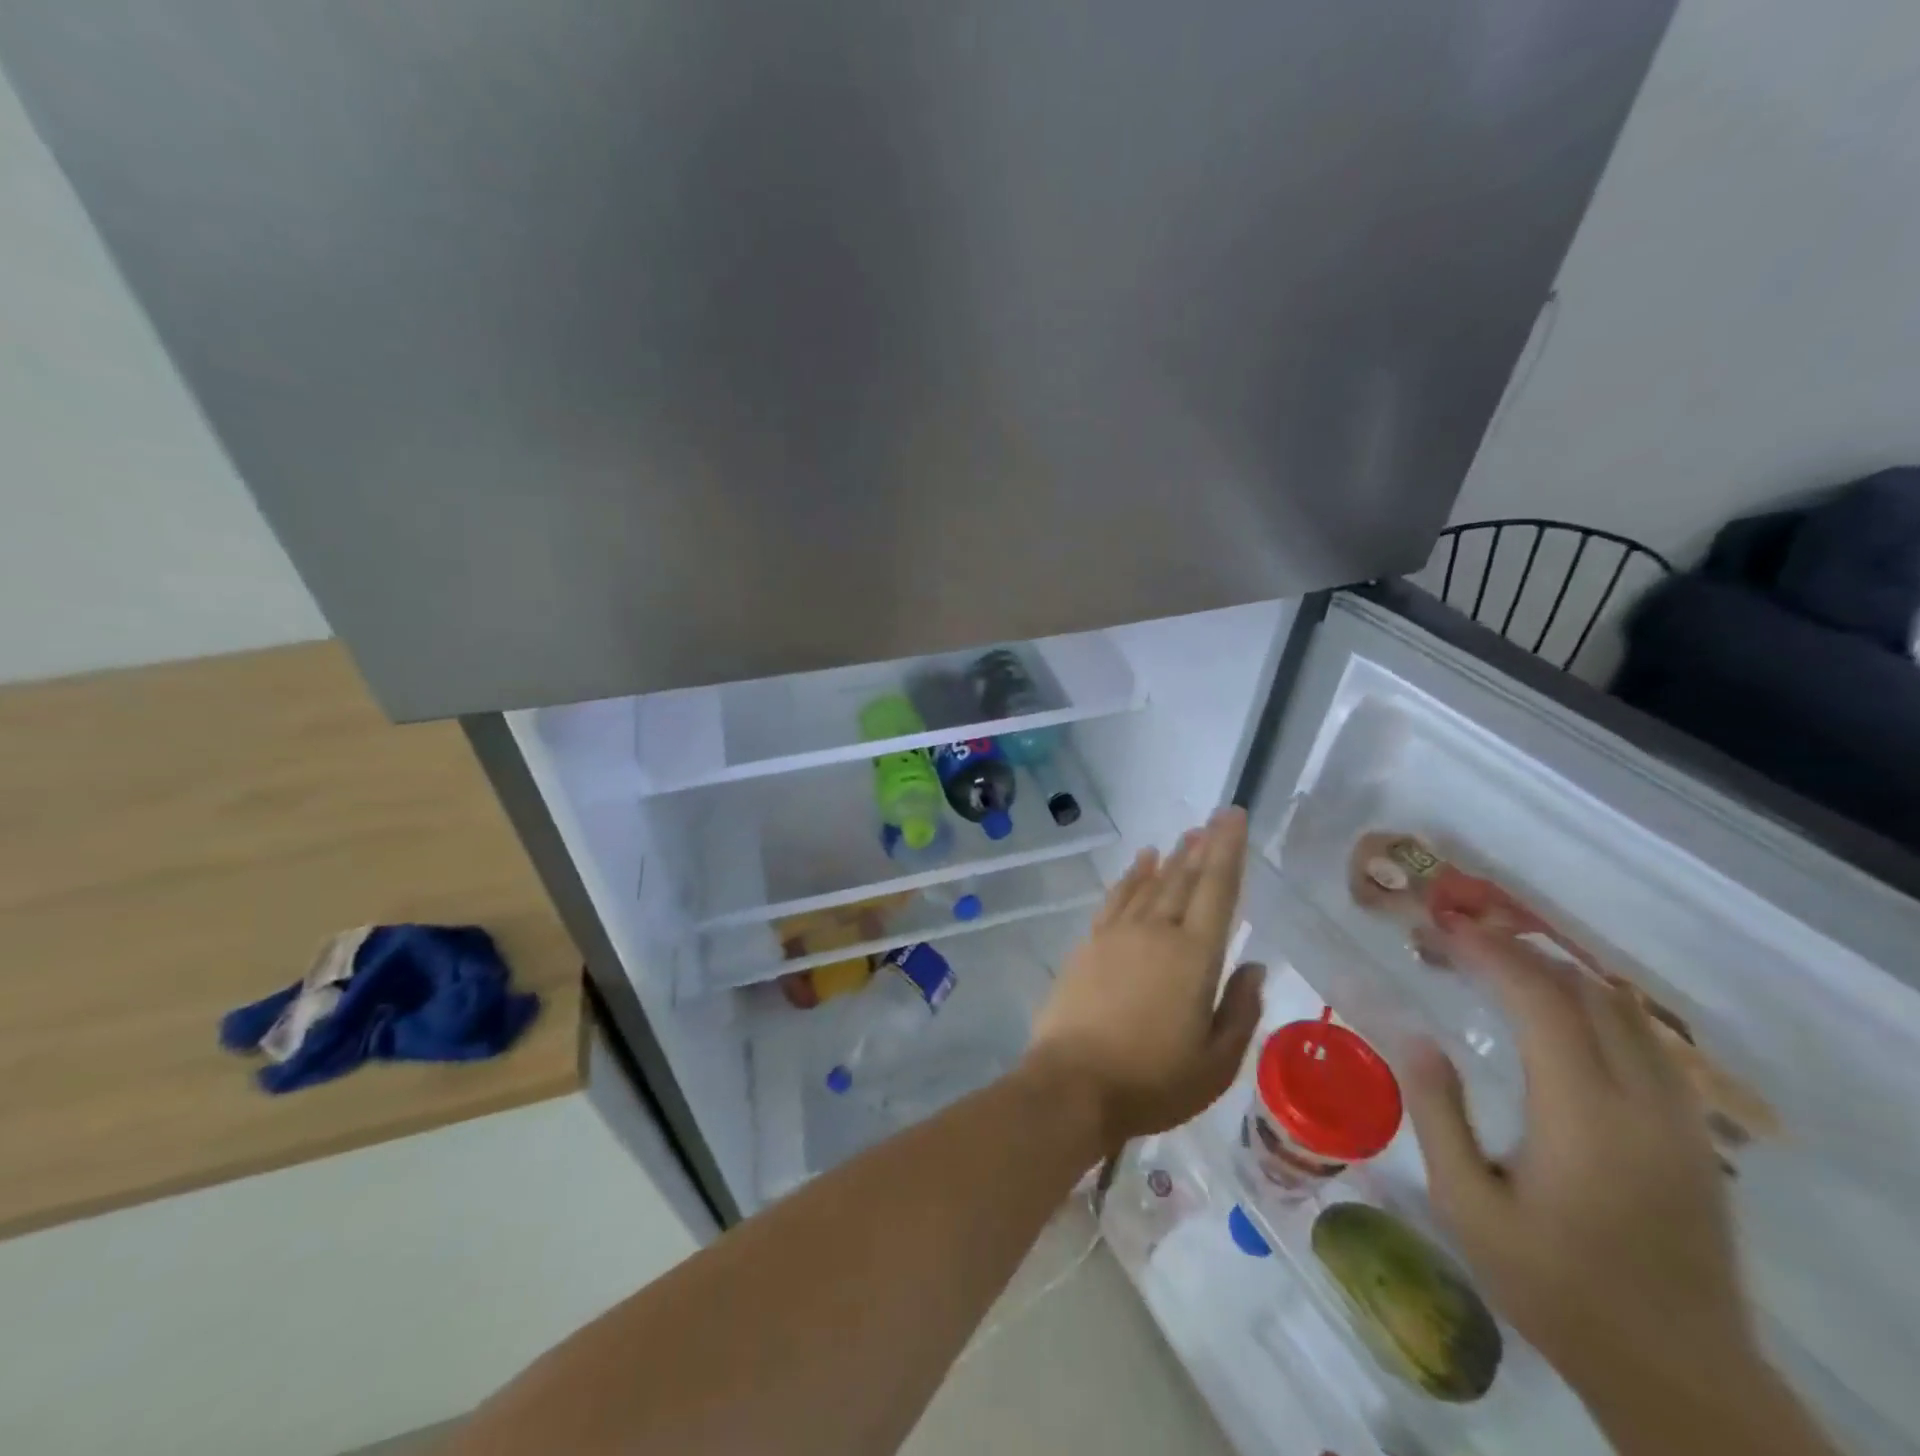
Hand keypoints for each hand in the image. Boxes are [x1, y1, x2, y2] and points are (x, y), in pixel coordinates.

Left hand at [1025, 808, 1263, 1151]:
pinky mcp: (1089, 943)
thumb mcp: (1216, 1062)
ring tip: (1185, 837)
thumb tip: (1254, 964)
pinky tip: (1140, 863)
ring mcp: (1117, 934)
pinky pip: (1116, 898)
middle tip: (1214, 819)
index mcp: (1194, 956)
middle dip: (1202, 846)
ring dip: (1170, 858)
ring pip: (1150, 884)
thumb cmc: (1153, 1080)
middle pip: (1183, 879)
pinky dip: (1131, 877)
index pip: (1217, 890)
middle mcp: (1156, 932)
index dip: (1229, 850)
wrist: (1073, 1083)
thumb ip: (1240, 1009)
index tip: (1235, 817)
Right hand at [1401, 915, 1754, 1396]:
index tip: (1442, 928)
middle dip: (1516, 951)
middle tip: (1455, 940)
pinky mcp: (1693, 1137)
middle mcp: (1641, 1102)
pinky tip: (1557, 1015)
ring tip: (1496, 964)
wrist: (1678, 1374)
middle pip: (1586, 992)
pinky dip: (1595, 1006)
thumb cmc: (1554, 1286)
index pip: (1541, 1001)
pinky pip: (1647, 1041)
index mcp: (1583, 1115)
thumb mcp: (1469, 1205)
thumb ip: (1438, 1112)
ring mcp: (1679, 1118)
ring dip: (1558, 974)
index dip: (1490, 953)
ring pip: (1625, 1011)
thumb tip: (1414, 1035)